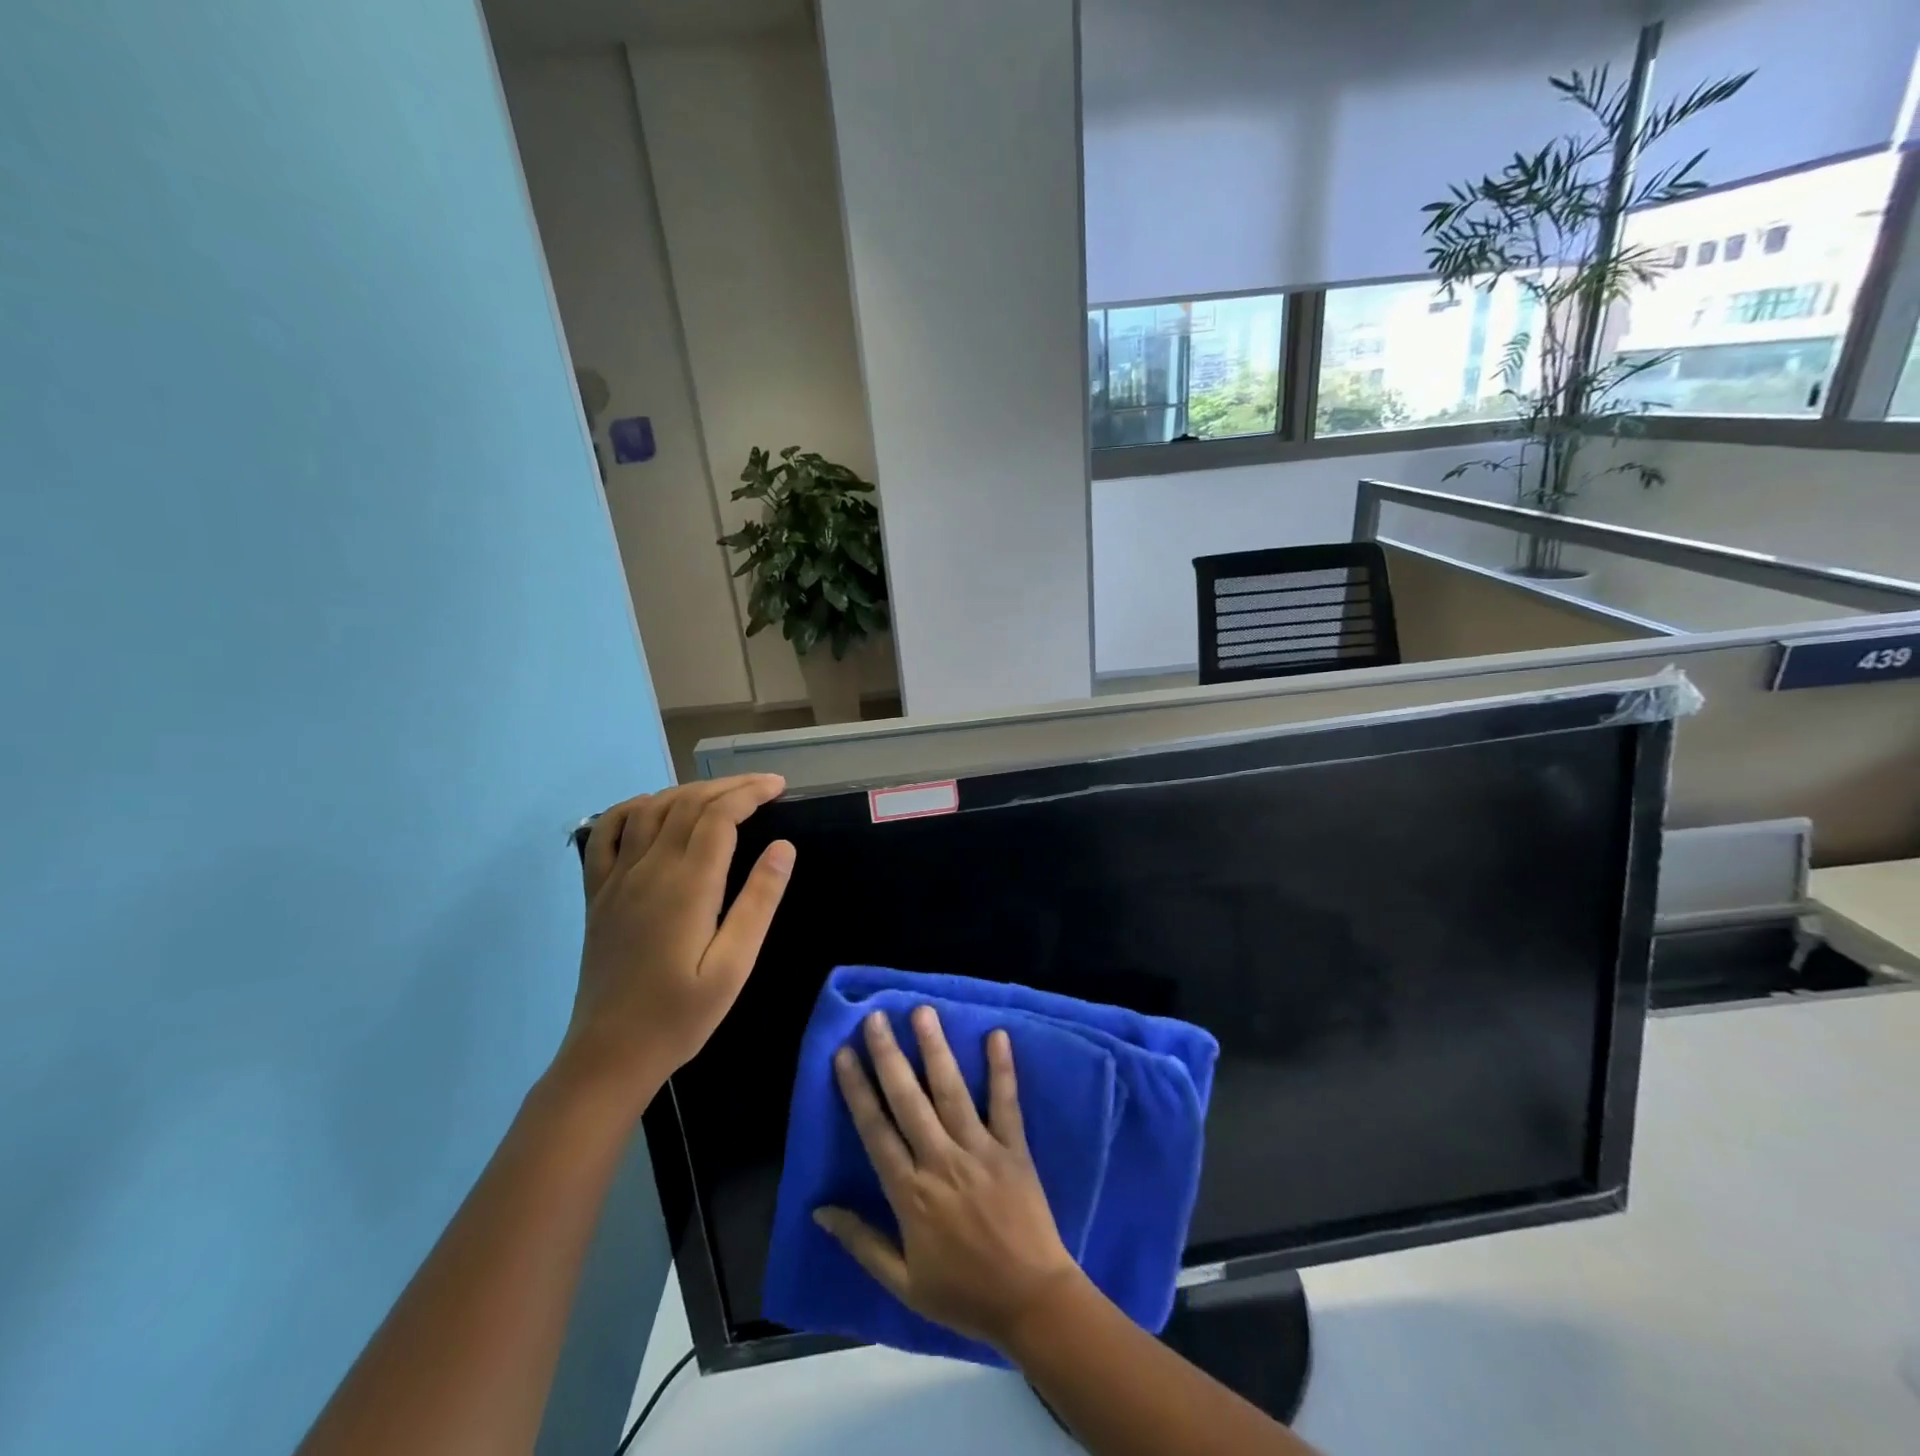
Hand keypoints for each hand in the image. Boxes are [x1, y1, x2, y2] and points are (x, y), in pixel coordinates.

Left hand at [560, 775, 794, 1101]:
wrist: (610, 1054)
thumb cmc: (681, 1015)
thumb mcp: (734, 966)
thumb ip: (758, 902)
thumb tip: (783, 847)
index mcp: (687, 886)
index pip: (719, 816)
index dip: (750, 793)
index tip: (779, 788)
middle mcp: (648, 869)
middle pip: (688, 804)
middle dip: (728, 786)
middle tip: (763, 787)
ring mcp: (616, 878)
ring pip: (651, 809)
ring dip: (688, 791)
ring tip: (721, 795)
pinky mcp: (597, 893)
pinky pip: (606, 833)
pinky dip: (631, 808)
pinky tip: (652, 808)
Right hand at [815, 1007, 1083, 1351]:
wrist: (1031, 1303)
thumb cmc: (963, 1294)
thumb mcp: (902, 1282)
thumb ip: (862, 1242)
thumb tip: (819, 1209)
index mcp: (910, 1193)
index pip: (875, 1131)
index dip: (857, 1090)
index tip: (844, 1053)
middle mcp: (941, 1161)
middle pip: (908, 1100)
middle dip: (889, 1056)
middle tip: (876, 1017)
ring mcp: (979, 1150)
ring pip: (951, 1091)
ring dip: (936, 1050)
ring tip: (922, 1012)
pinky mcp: (1013, 1148)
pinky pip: (1006, 1103)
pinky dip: (1002, 1069)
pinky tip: (997, 1034)